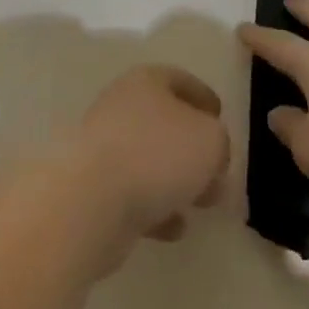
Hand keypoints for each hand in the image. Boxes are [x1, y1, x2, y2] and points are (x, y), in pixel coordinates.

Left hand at [66, 66, 231, 267]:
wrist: (88, 202)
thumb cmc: (156, 155)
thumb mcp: (210, 140)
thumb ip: (219, 141)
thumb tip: (211, 153)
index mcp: (145, 82)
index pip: (179, 80)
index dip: (202, 96)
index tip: (221, 116)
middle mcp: (120, 108)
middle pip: (164, 122)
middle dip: (194, 147)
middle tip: (218, 170)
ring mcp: (102, 150)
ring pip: (149, 161)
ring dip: (177, 181)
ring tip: (204, 203)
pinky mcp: (92, 190)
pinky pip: (132, 195)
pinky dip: (155, 209)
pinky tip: (174, 228)